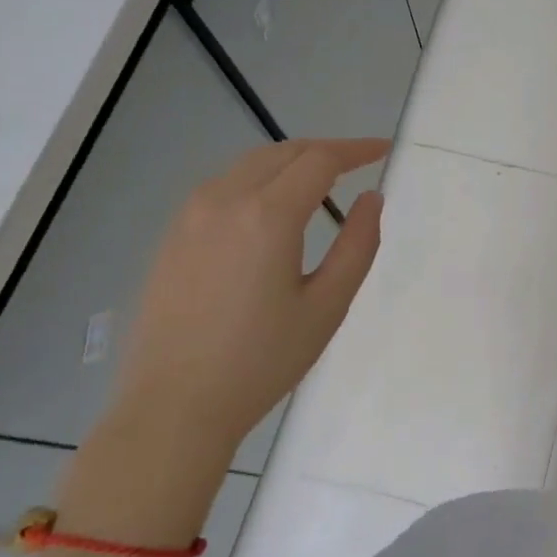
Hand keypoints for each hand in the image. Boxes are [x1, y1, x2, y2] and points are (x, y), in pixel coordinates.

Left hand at [111, 139, 388, 457]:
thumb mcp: (328, 305)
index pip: (320, 160)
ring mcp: (190, 216)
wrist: (174, 407)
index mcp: (267, 215)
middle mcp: (224, 200)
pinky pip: (223, 187)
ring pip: (249, 165)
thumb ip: (358, 244)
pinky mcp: (172, 236)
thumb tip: (371, 198)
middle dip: (325, 151)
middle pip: (283, 152)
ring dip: (290, 162)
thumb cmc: (262, 360)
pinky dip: (258, 180)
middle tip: (359, 164)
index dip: (356, 150)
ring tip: (321, 182)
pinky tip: (272, 209)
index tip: (384, 150)